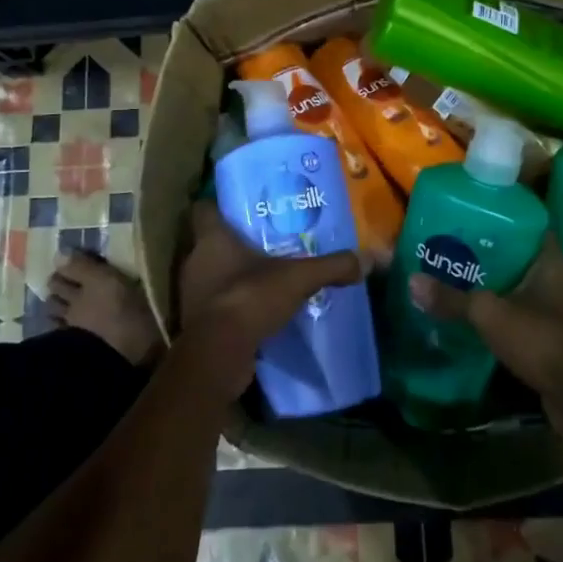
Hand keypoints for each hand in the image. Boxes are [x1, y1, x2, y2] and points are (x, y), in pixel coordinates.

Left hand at [174, 201, 363, 399]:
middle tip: (265, 241)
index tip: (240, 207)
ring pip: (213, 274)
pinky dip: (234, 304)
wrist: (219, 355)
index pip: (203, 210)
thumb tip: (369, 258)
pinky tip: (258, 308)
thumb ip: (332, 266)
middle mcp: (195, 261)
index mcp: (210, 239)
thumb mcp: (298, 278)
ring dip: (234, 275)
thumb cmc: (250, 298)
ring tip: (266, 274)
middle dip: (234, 242)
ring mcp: (192, 294)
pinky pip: (217, 304)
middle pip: (210, 243)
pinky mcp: (197, 323)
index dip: (219, 206)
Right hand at [409, 236, 562, 427]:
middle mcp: (562, 282)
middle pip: (523, 260)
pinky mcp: (560, 341)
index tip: (474, 220)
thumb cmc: (541, 340)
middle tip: (457, 252)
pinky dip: (508, 317)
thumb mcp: (489, 315)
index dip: (504, 220)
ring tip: (463, 284)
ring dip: (500, 289)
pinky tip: (482, 321)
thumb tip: (412, 280)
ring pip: (525, 291)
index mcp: (553, 263)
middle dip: (493, 258)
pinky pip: (528, 318)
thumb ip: (453, 299)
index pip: (531, 227)